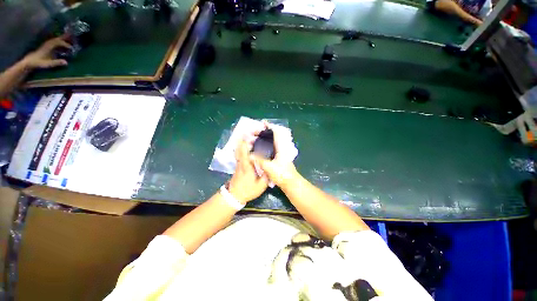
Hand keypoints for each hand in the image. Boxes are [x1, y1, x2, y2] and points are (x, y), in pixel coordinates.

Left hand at [22, 35, 71, 69]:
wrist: (29, 62)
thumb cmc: (38, 63)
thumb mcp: (47, 64)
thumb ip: (56, 63)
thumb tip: (66, 62)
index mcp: (48, 46)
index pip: (58, 42)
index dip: (65, 44)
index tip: (71, 48)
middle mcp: (48, 44)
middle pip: (57, 39)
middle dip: (64, 38)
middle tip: (71, 36)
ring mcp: (46, 45)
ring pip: (55, 40)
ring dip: (61, 39)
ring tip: (67, 39)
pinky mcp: (45, 47)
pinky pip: (53, 42)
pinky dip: (58, 42)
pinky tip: (61, 44)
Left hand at [228, 140, 268, 203]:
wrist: (234, 196)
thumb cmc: (248, 190)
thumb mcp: (261, 185)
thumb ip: (266, 175)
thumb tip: (270, 165)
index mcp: (247, 166)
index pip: (244, 152)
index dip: (246, 142)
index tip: (251, 134)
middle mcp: (241, 162)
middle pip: (240, 147)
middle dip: (245, 138)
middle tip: (252, 132)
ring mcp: (239, 163)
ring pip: (239, 149)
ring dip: (244, 141)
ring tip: (251, 136)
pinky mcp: (238, 164)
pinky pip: (240, 152)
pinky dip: (243, 146)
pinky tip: (248, 145)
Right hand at [250, 122, 299, 187]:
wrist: (290, 183)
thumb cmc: (282, 175)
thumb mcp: (269, 167)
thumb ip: (259, 160)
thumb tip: (249, 155)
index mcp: (281, 147)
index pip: (277, 133)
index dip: (270, 126)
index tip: (262, 123)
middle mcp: (281, 148)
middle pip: (273, 136)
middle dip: (264, 133)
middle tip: (253, 133)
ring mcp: (280, 153)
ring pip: (271, 142)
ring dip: (263, 139)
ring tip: (254, 139)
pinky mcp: (278, 157)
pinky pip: (270, 148)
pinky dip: (264, 145)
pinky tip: (258, 148)